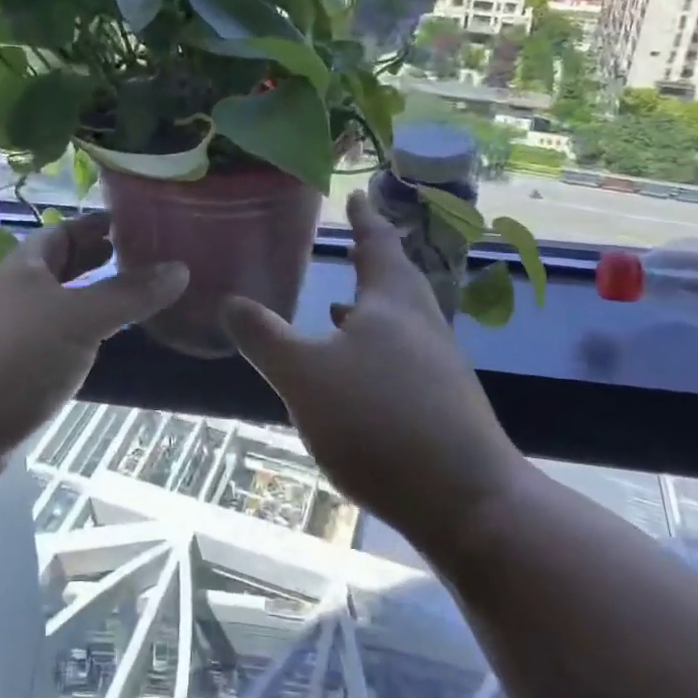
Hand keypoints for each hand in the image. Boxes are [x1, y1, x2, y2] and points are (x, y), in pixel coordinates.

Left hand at [0, 213, 186, 501]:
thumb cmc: (11, 358)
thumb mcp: (78, 319)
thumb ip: (128, 294)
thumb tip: (181, 267)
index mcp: (25, 267)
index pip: (65, 231)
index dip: (98, 223)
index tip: (138, 219)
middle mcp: (16, 294)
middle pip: (62, 266)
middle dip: (99, 258)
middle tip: (147, 255)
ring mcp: (10, 334)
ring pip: (60, 305)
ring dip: (93, 297)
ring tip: (136, 296)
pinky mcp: (12, 372)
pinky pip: (56, 340)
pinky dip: (82, 335)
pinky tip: (104, 344)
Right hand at [221, 189, 524, 560]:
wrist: (467, 502)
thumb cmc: (379, 422)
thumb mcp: (304, 376)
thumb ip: (265, 337)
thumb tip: (230, 300)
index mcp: (392, 302)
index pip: (378, 243)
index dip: (363, 218)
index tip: (356, 194)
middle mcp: (421, 323)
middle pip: (398, 277)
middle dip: (373, 258)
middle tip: (352, 242)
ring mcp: (438, 365)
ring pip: (400, 319)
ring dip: (372, 305)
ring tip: (339, 305)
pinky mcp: (442, 403)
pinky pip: (403, 354)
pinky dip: (376, 345)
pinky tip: (357, 372)